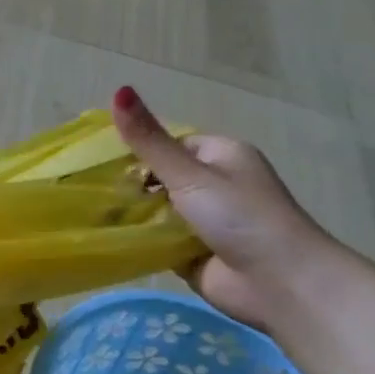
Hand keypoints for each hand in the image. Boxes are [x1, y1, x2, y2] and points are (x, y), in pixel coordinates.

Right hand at [110, 86, 353, 330]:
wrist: (281, 284)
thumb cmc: (241, 217)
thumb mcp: (189, 173)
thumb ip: (148, 139)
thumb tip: (118, 89)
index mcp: (221, 155)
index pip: (168, 143)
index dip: (137, 150)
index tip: (102, 162)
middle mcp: (215, 184)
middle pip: (159, 177)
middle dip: (130, 185)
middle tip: (93, 191)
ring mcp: (204, 220)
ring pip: (155, 209)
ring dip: (132, 213)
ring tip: (92, 213)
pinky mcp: (193, 251)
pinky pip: (156, 239)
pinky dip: (138, 239)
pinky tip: (107, 237)